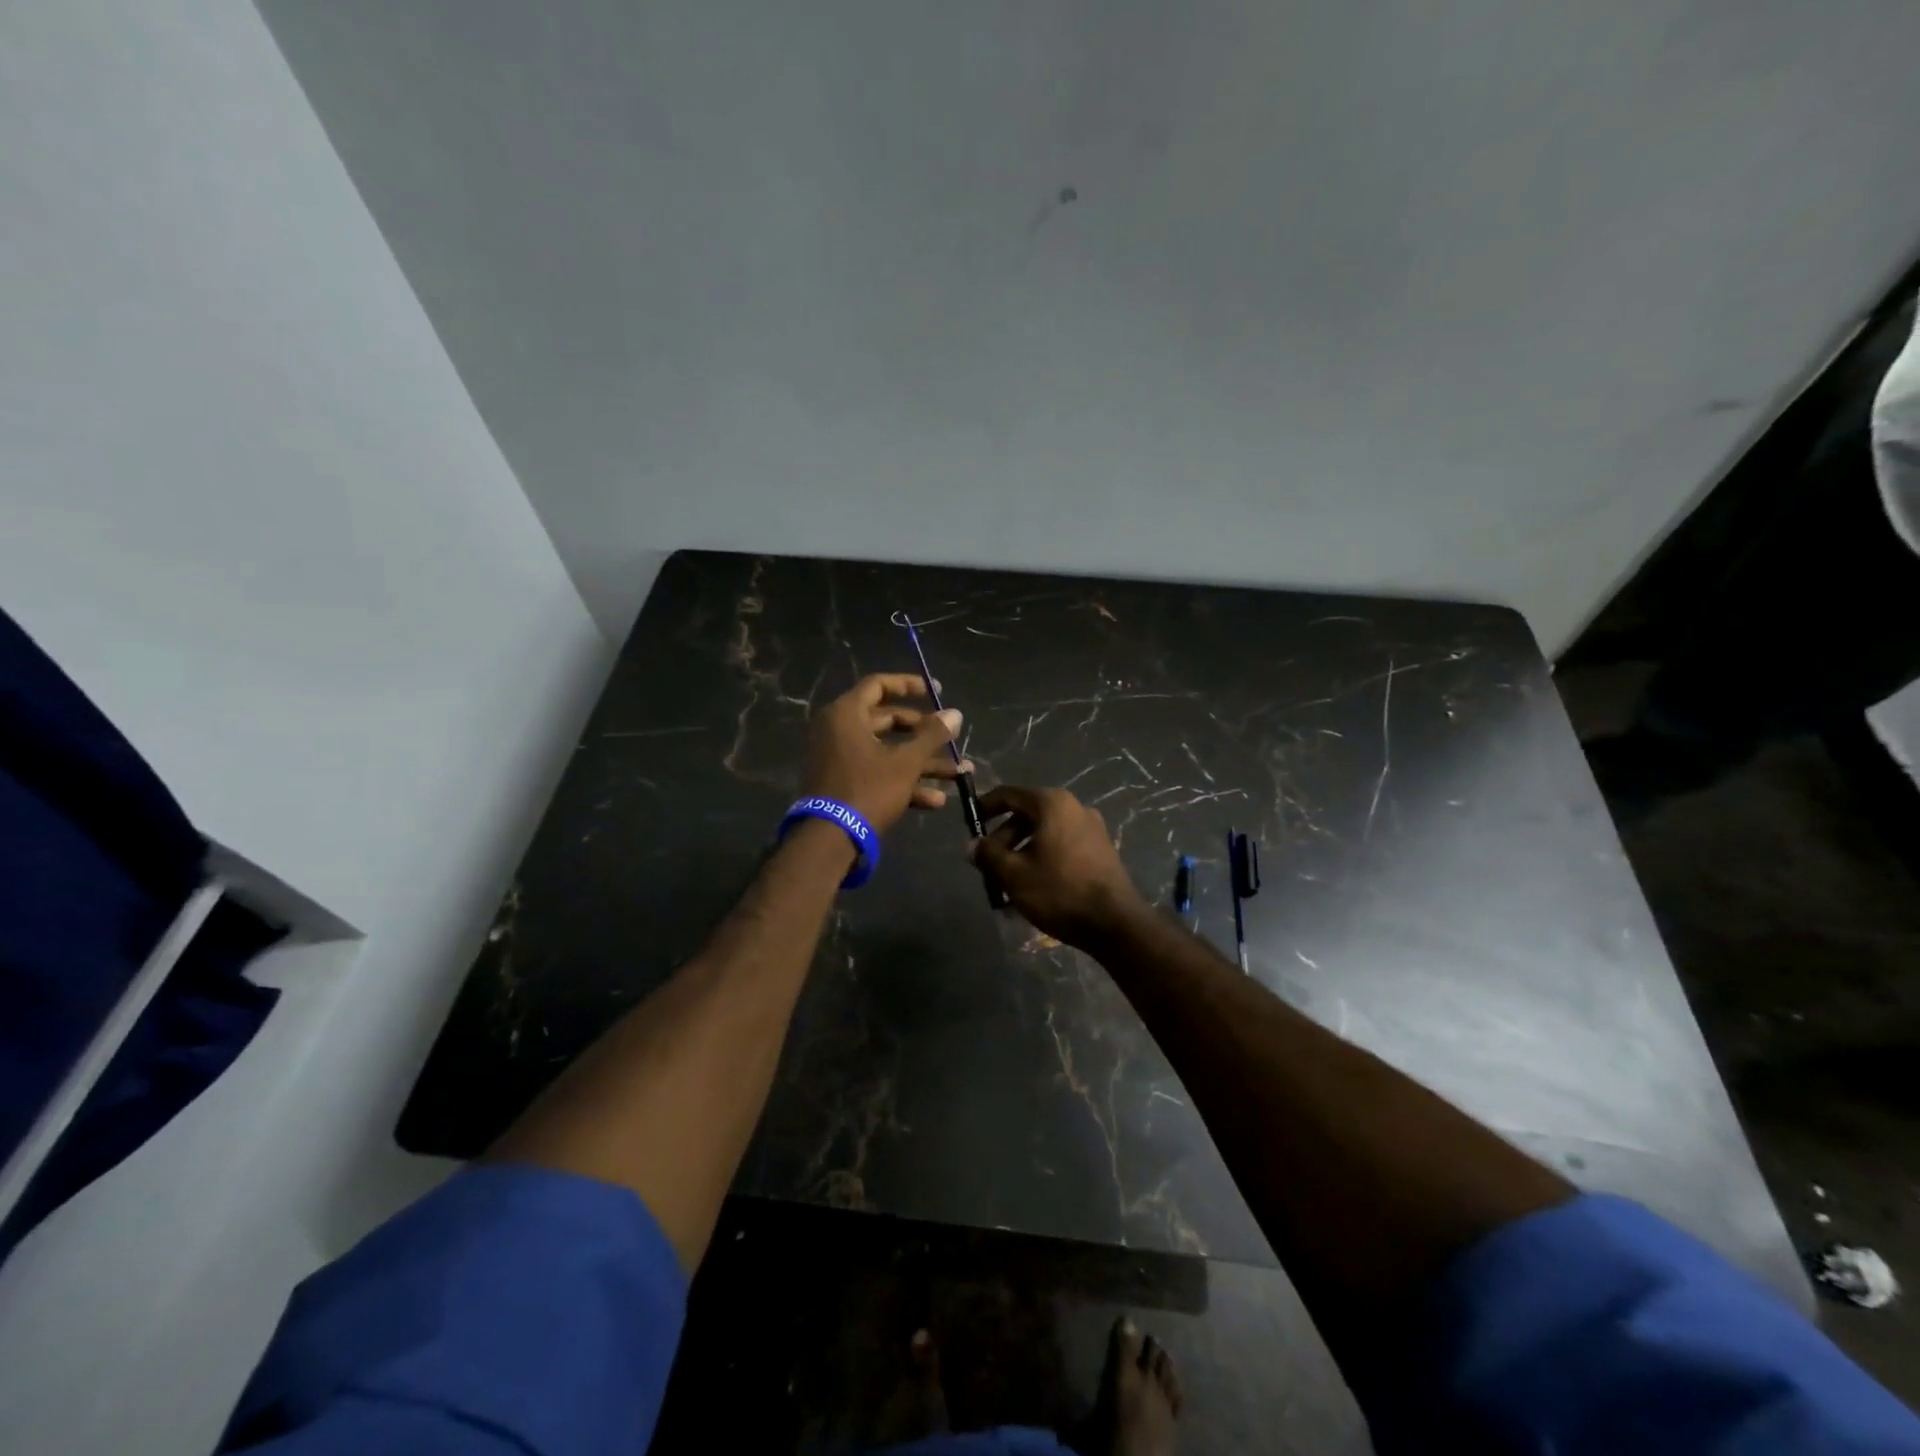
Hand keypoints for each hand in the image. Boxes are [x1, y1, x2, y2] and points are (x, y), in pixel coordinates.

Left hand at [802, 674, 968, 833]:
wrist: (831, 839)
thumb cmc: (868, 789)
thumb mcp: (906, 761)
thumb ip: (932, 735)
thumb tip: (955, 714)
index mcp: (846, 714)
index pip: (878, 685)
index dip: (909, 685)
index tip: (936, 691)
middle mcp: (839, 731)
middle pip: (886, 721)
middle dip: (923, 733)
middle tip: (949, 737)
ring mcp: (840, 759)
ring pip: (887, 751)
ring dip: (922, 762)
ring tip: (958, 774)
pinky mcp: (844, 784)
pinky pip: (878, 773)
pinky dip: (904, 782)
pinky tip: (936, 800)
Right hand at [971, 786, 1146, 948]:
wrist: (1115, 923)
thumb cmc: (1059, 891)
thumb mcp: (1013, 874)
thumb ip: (988, 855)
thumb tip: (973, 845)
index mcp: (1052, 804)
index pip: (1008, 794)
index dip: (985, 807)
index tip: (969, 824)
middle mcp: (1074, 808)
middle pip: (1027, 816)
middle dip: (1003, 840)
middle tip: (987, 866)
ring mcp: (1091, 829)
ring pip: (1044, 835)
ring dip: (1021, 855)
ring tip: (1006, 886)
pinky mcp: (1101, 851)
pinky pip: (1061, 848)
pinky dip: (1042, 861)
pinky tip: (1032, 891)